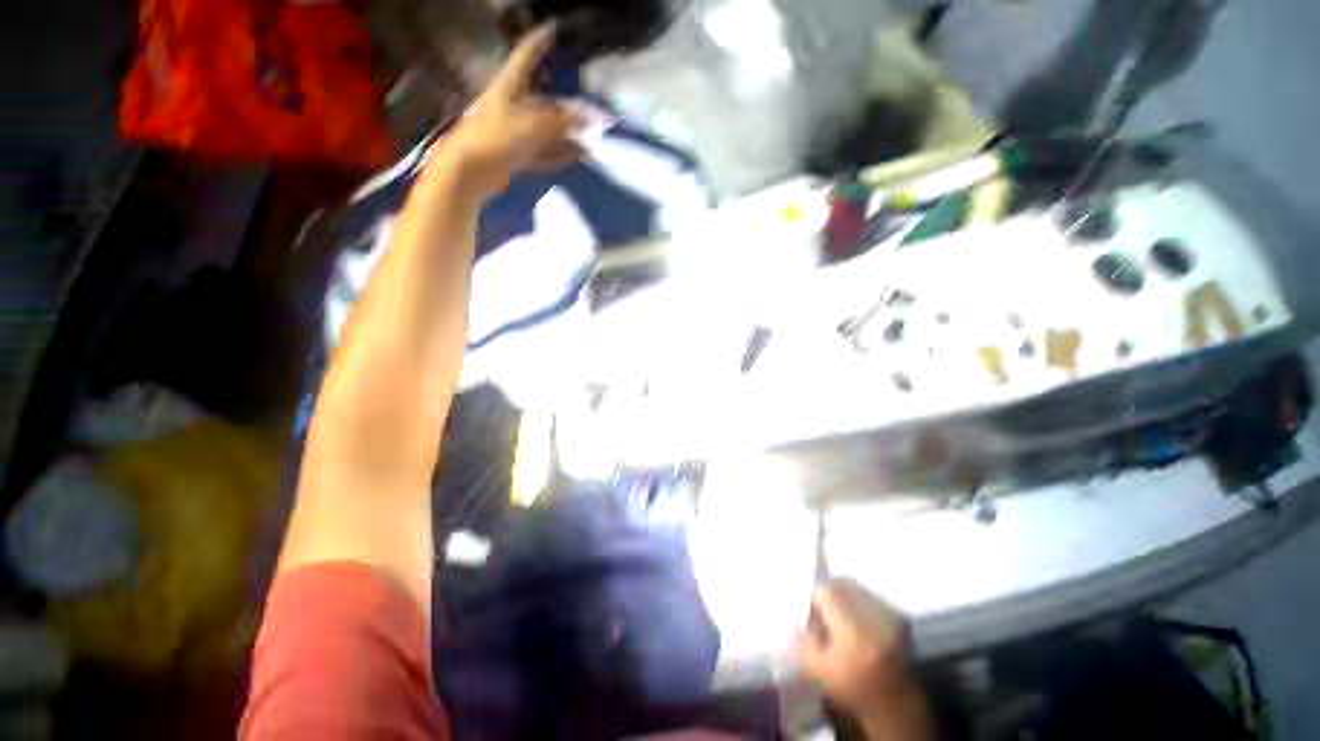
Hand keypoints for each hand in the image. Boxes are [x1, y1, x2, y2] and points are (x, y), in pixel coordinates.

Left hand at [439, 23, 589, 196]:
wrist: (469, 171)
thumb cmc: (496, 138)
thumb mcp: (532, 125)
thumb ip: (563, 121)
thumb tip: (590, 117)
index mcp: (510, 86)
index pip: (527, 55)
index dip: (540, 41)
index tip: (554, 28)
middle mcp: (514, 106)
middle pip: (547, 103)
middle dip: (572, 109)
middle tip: (597, 116)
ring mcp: (515, 132)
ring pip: (549, 131)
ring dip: (571, 135)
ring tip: (593, 140)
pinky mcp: (517, 155)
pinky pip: (545, 152)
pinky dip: (562, 154)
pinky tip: (578, 156)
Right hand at [797, 579, 930, 738]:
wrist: (895, 704)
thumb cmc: (852, 688)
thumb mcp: (819, 672)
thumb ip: (803, 643)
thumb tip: (793, 619)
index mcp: (851, 629)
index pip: (825, 591)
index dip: (815, 601)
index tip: (815, 618)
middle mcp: (873, 616)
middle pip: (842, 584)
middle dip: (831, 594)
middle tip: (828, 614)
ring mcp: (890, 615)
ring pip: (857, 587)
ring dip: (847, 597)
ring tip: (845, 618)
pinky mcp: (900, 617)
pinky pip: (872, 596)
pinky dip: (862, 603)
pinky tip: (862, 623)